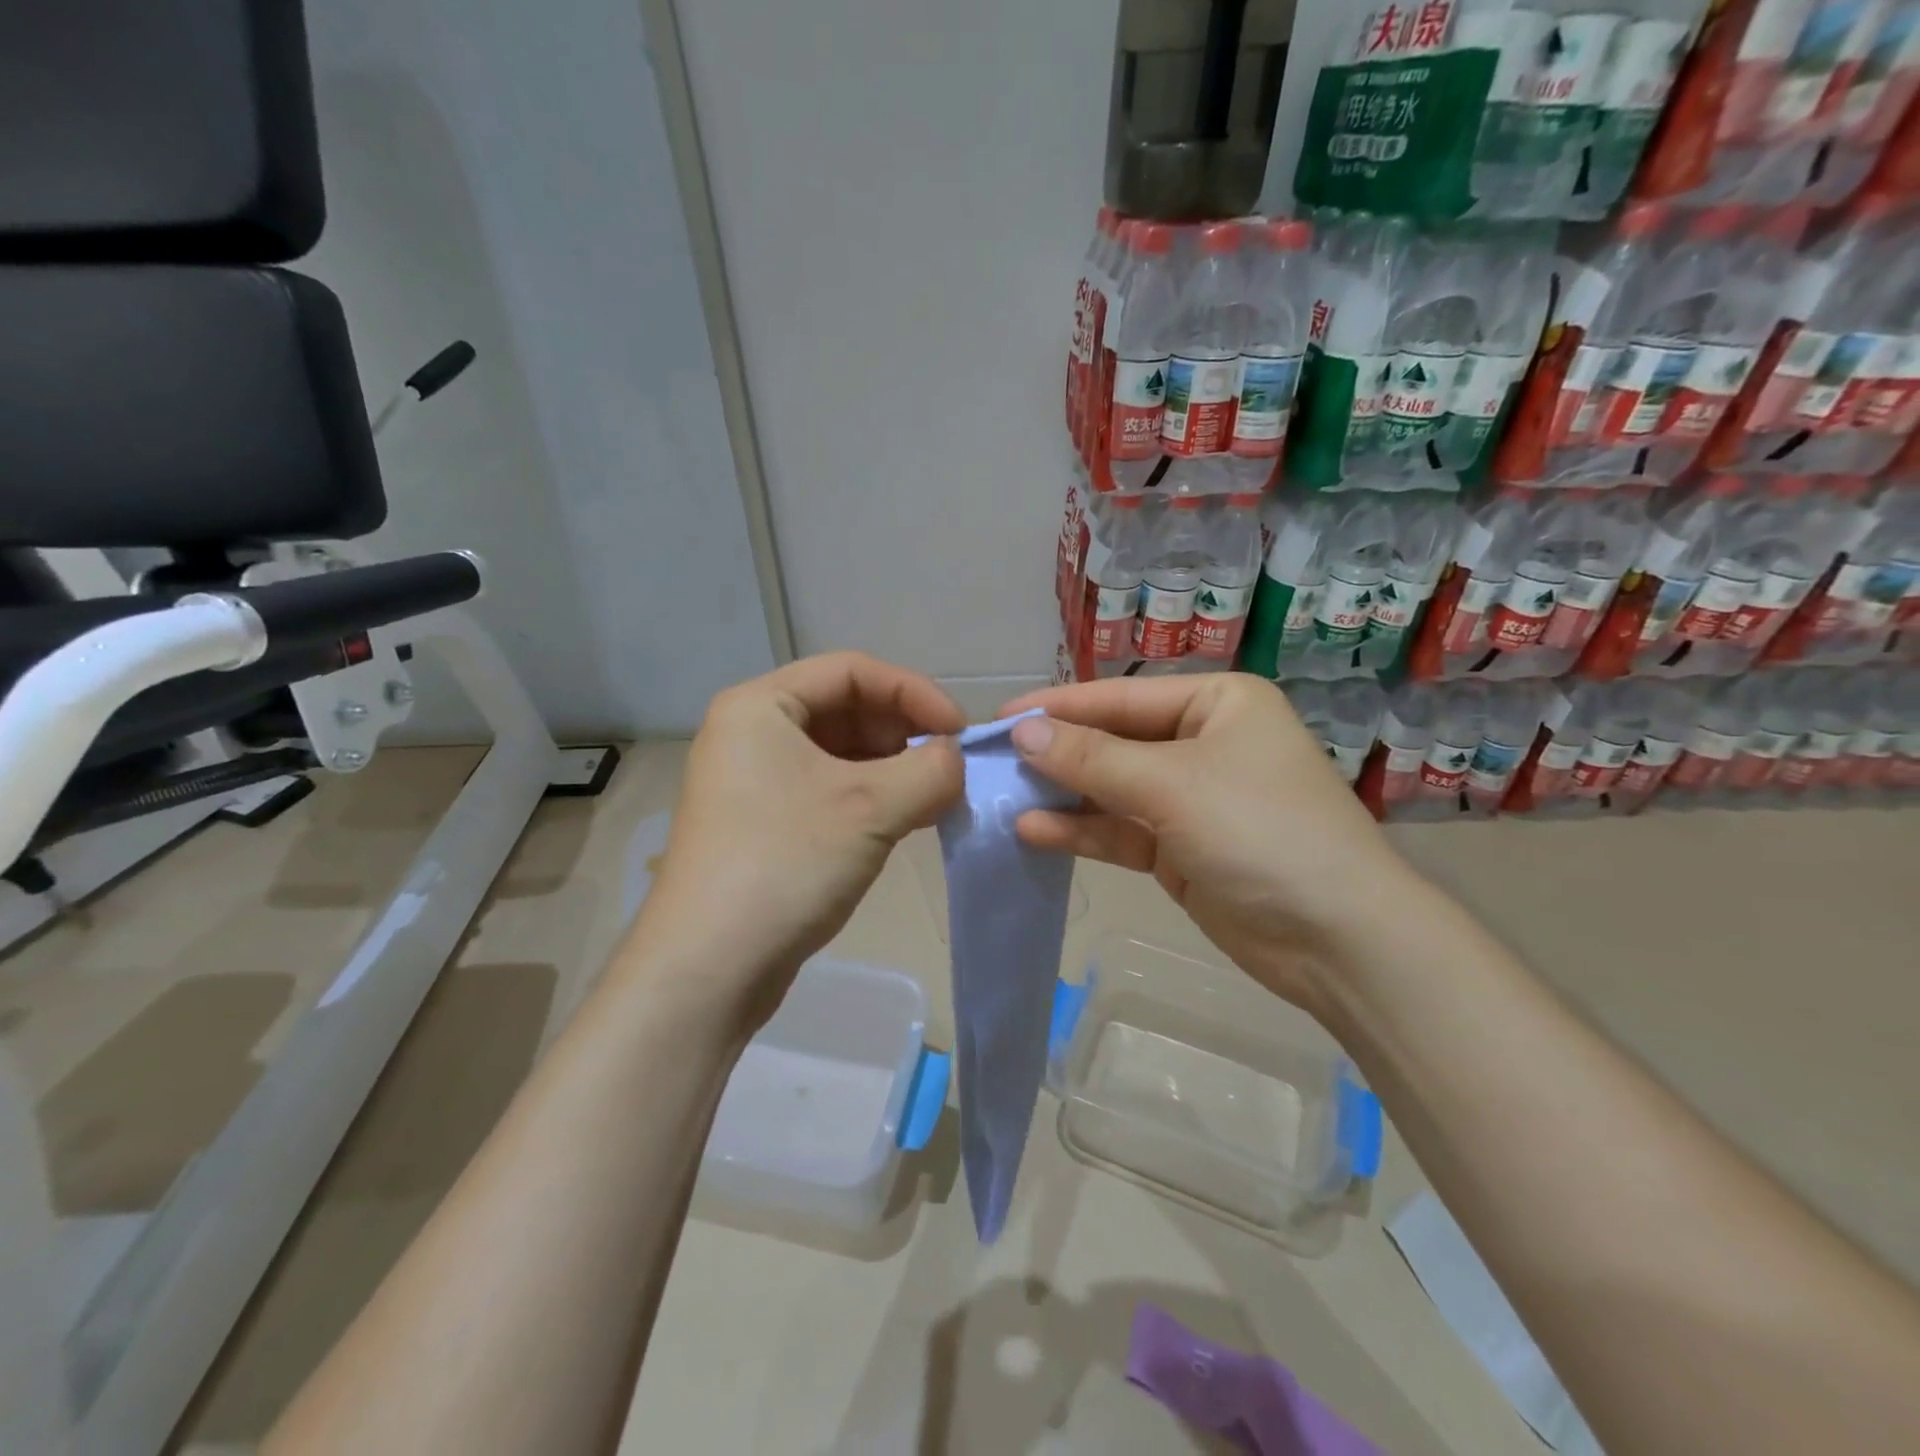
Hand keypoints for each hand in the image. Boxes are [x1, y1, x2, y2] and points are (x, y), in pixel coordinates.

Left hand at [632, 652, 963, 1030]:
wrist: (709, 968)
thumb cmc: (785, 864)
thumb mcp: (871, 807)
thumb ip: (931, 770)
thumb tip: (955, 760)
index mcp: (760, 706)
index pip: (852, 670)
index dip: (913, 692)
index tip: (959, 732)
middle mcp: (751, 733)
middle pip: (846, 708)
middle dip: (903, 733)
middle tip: (949, 769)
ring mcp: (754, 781)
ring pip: (841, 753)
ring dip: (893, 768)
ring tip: (934, 798)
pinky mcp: (764, 823)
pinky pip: (828, 789)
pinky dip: (871, 797)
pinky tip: (905, 821)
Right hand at [1001, 673, 1420, 1012]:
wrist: (1337, 939)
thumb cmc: (1261, 831)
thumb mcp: (1171, 784)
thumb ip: (1091, 758)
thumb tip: (1023, 731)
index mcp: (1216, 704)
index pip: (1121, 697)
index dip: (1058, 707)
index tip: (999, 717)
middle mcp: (1203, 743)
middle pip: (1113, 741)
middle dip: (1057, 753)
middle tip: (992, 761)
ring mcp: (1191, 799)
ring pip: (1112, 788)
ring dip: (1063, 793)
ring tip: (1002, 795)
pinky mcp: (1180, 849)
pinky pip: (1120, 830)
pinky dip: (1082, 830)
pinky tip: (1034, 830)